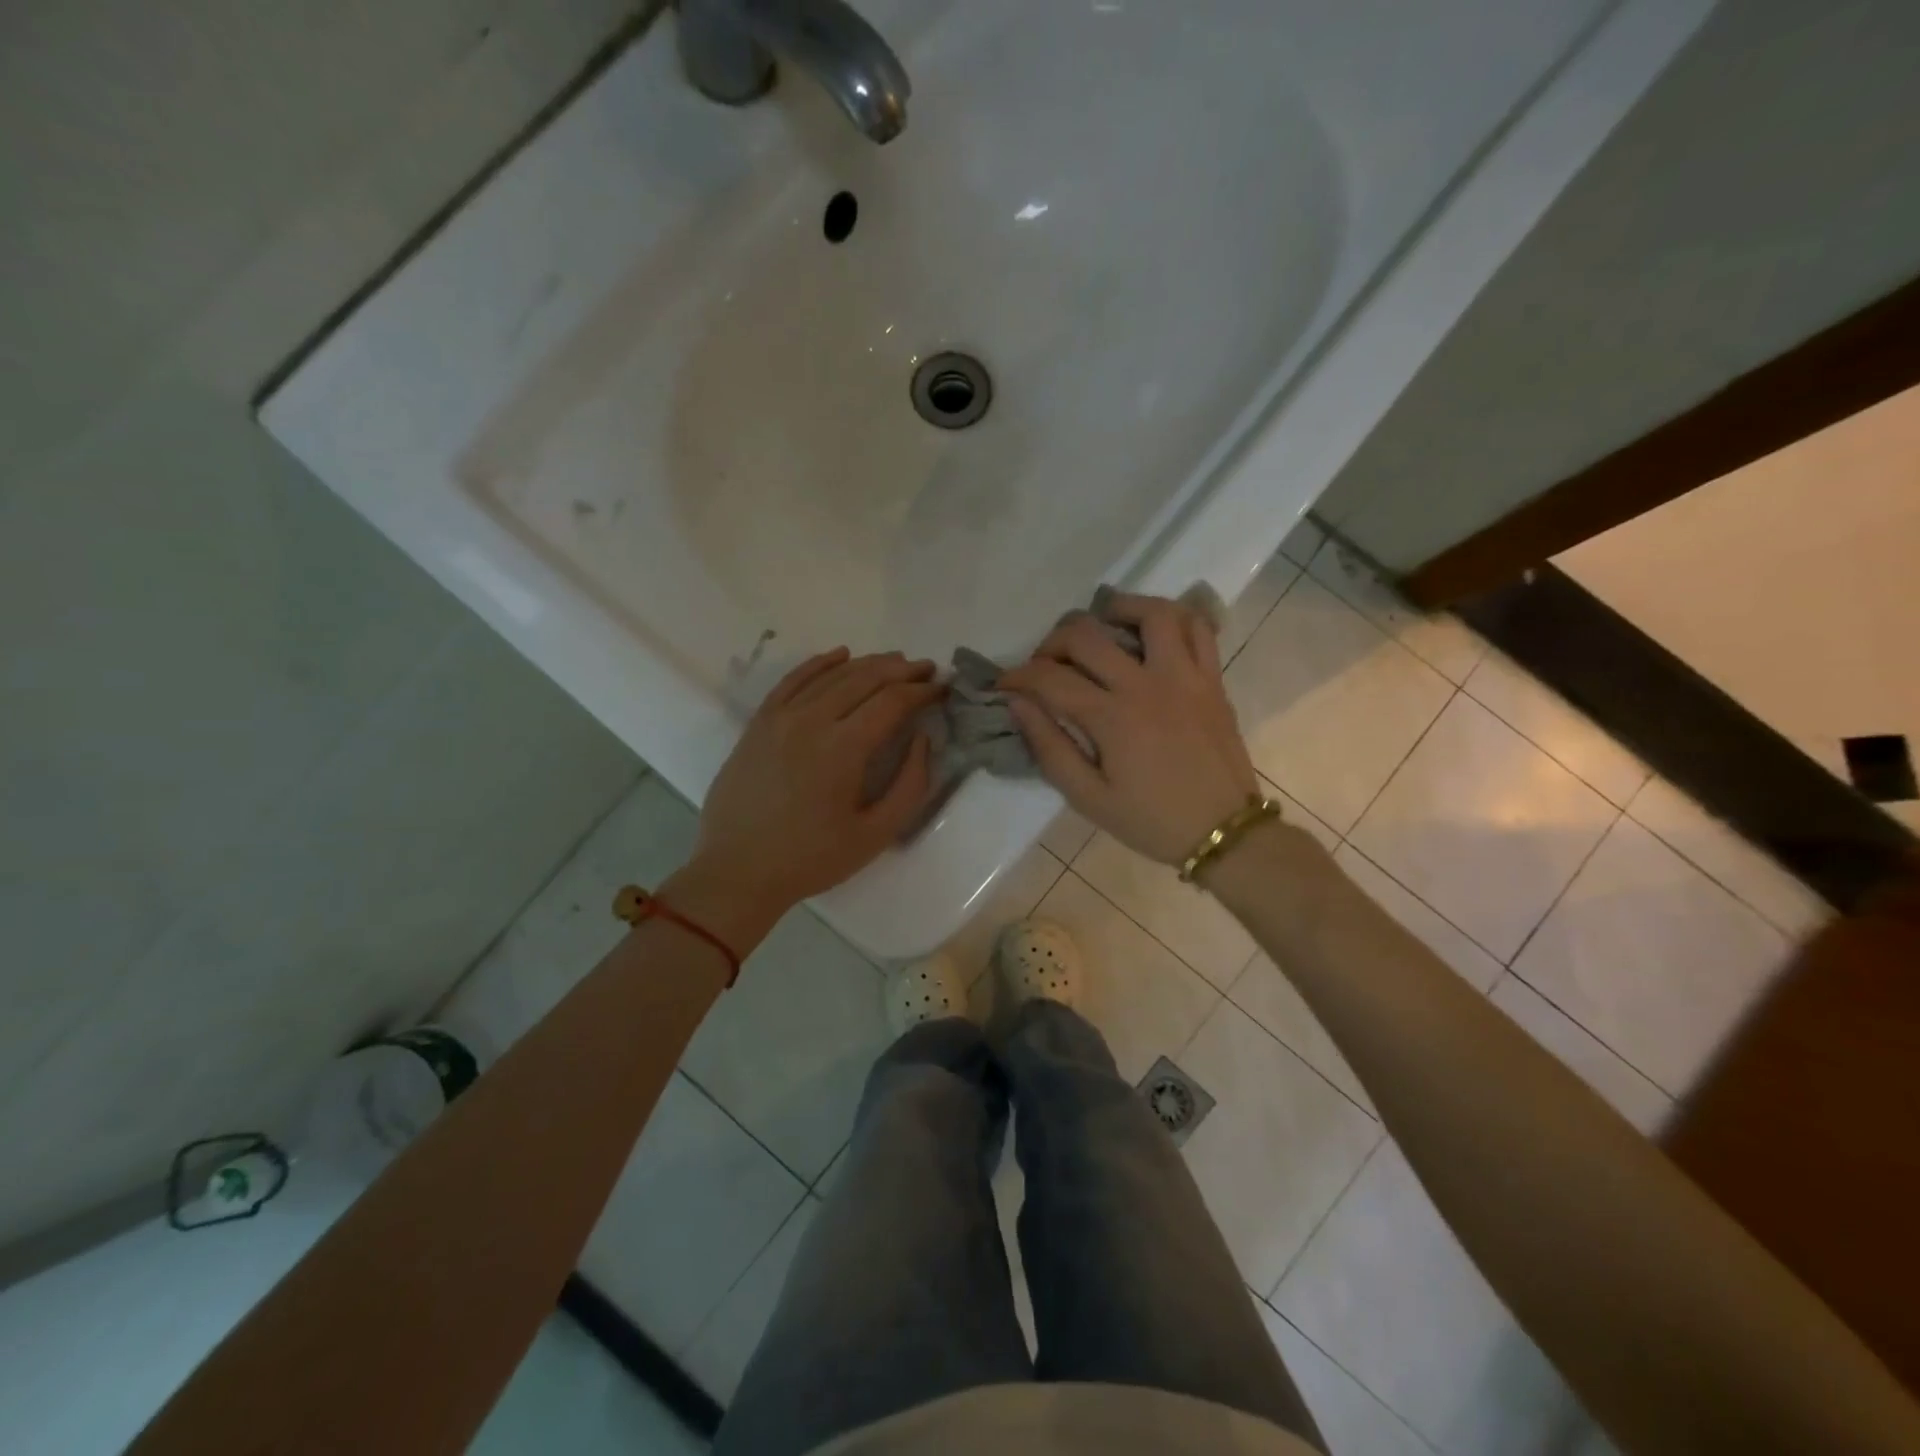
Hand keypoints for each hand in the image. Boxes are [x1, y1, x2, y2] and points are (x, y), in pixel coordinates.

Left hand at [673, 649, 943, 946]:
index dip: (922, 691)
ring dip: (868, 663)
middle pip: (865, 678)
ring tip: (895, 662)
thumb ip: (910, 785)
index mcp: (843, 748)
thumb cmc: (812, 859)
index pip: (892, 701)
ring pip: (831, 675)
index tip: (942, 688)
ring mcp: (780, 718)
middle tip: (927, 668)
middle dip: (902, 670)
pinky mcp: (759, 723)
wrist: (738, 871)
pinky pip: (793, 680)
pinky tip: (840, 656)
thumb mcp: (876, 834)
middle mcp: (811, 720)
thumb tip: (922, 739)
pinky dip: (819, 663)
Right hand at [1000, 593, 1256, 864]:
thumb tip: (1018, 704)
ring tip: (1100, 627)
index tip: (1005, 686)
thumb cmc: (1151, 821)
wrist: (1224, 833)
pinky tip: (1151, 630)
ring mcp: (1185, 675)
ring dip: (1116, 610)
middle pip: (1087, 635)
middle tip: (1045, 664)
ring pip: (1150, 613)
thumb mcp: (1088, 798)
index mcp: (1113, 718)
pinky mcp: (1212, 678)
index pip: (1050, 678)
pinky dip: (1171, 617)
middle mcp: (1147, 684)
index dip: (1018, 677)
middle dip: (1053, 642)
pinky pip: (1198, 627)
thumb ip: (1049, 748)